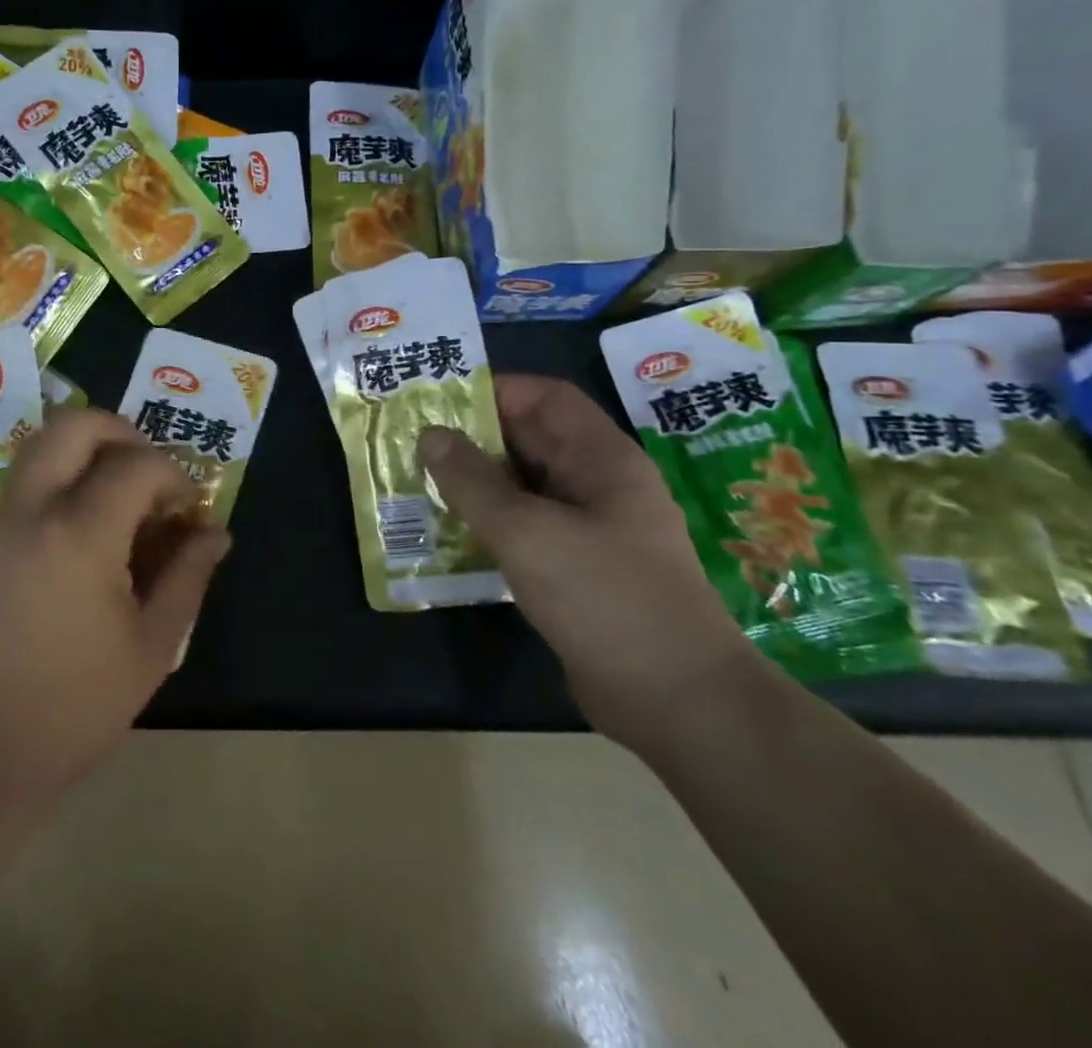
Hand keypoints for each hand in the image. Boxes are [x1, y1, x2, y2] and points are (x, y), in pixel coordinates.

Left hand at [0, 408, 230, 793]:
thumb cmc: (75, 707)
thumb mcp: (152, 645)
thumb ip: (189, 575)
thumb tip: (215, 532)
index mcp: (79, 533)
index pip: (137, 463)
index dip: (174, 477)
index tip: (187, 513)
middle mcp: (31, 510)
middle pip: (74, 424)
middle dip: (121, 433)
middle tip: (147, 476)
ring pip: (43, 448)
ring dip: (87, 455)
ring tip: (118, 506)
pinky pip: (25, 485)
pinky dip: (60, 485)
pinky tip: (81, 541)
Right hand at [419, 374, 765, 750]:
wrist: (678, 702)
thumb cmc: (606, 598)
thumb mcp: (528, 532)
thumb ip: (472, 481)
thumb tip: (431, 435)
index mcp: (602, 459)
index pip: (546, 398)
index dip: (495, 389)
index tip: (439, 400)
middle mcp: (598, 485)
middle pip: (531, 440)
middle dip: (474, 436)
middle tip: (414, 440)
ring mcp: (590, 529)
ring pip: (523, 486)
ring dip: (475, 482)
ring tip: (420, 481)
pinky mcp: (577, 569)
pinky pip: (525, 527)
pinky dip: (488, 522)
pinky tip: (449, 531)